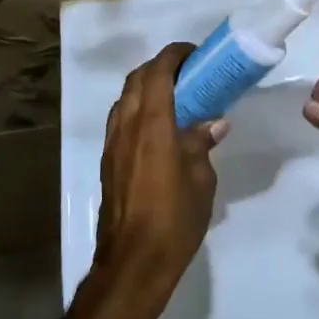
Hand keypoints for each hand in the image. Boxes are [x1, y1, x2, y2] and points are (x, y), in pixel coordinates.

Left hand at [92, 43, 226, 309]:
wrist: (132, 264)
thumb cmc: (174, 219)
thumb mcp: (201, 180)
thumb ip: (201, 145)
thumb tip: (212, 124)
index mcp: (152, 124)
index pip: (158, 72)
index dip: (175, 55)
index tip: (195, 54)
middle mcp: (126, 126)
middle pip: (136, 79)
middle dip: (159, 68)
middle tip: (187, 74)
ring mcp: (112, 144)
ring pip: (124, 99)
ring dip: (145, 87)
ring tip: (174, 97)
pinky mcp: (107, 162)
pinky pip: (120, 120)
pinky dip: (137, 110)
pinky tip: (158, 127)